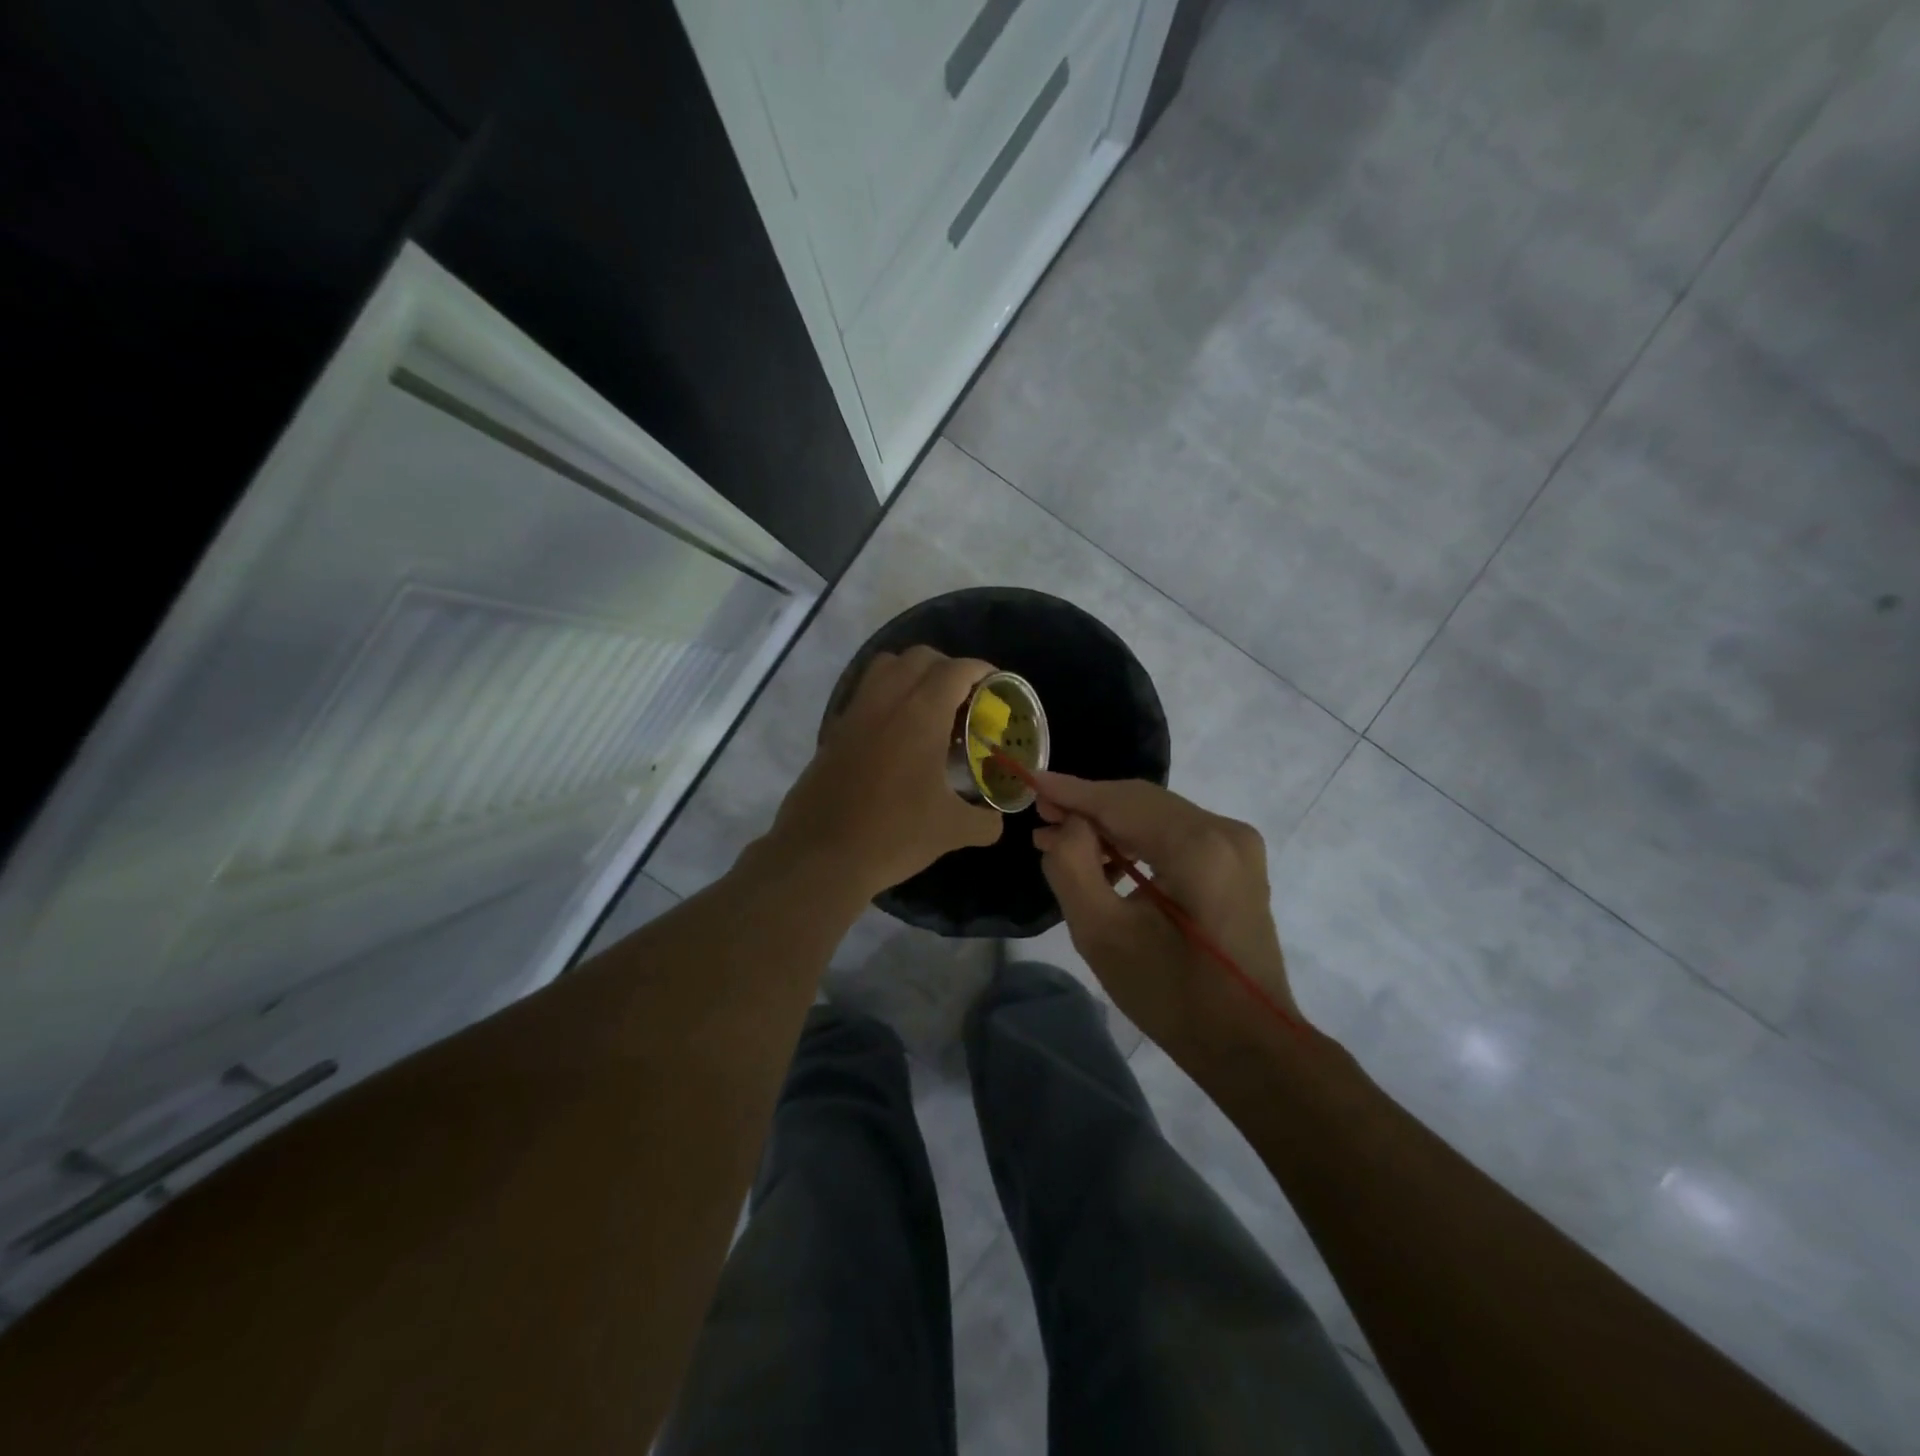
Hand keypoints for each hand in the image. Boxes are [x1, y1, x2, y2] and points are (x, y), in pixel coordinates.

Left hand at [766, 647, 1003, 898]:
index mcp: (920, 714)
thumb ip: (984, 820)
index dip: (981, 670)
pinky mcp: (834, 731)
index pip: (955, 670)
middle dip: (948, 668)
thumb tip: (996, 819)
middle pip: (919, 658)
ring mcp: (854, 713)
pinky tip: (896, 734)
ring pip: (885, 667)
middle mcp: (885, 701)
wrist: (820, 856)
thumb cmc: (893, 835)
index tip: (996, 684)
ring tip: (929, 707)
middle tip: (965, 698)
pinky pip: (864, 693)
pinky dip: (885, 696)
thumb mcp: (952, 831)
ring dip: (911, 673)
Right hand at [1032, 773, 1300, 1062]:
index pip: (1121, 801)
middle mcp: (1225, 831)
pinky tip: (1107, 860)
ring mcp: (1238, 845)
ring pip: (1158, 815)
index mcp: (1198, 847)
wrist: (1248, 1044)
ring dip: (1110, 824)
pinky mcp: (1238, 863)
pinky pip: (1176, 833)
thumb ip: (1072, 866)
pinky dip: (1138, 839)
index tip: (1029, 782)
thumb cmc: (1171, 995)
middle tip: (1042, 815)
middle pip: (1141, 801)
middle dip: (1088, 806)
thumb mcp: (1102, 934)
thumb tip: (1068, 827)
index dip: (1071, 791)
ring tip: (1063, 839)